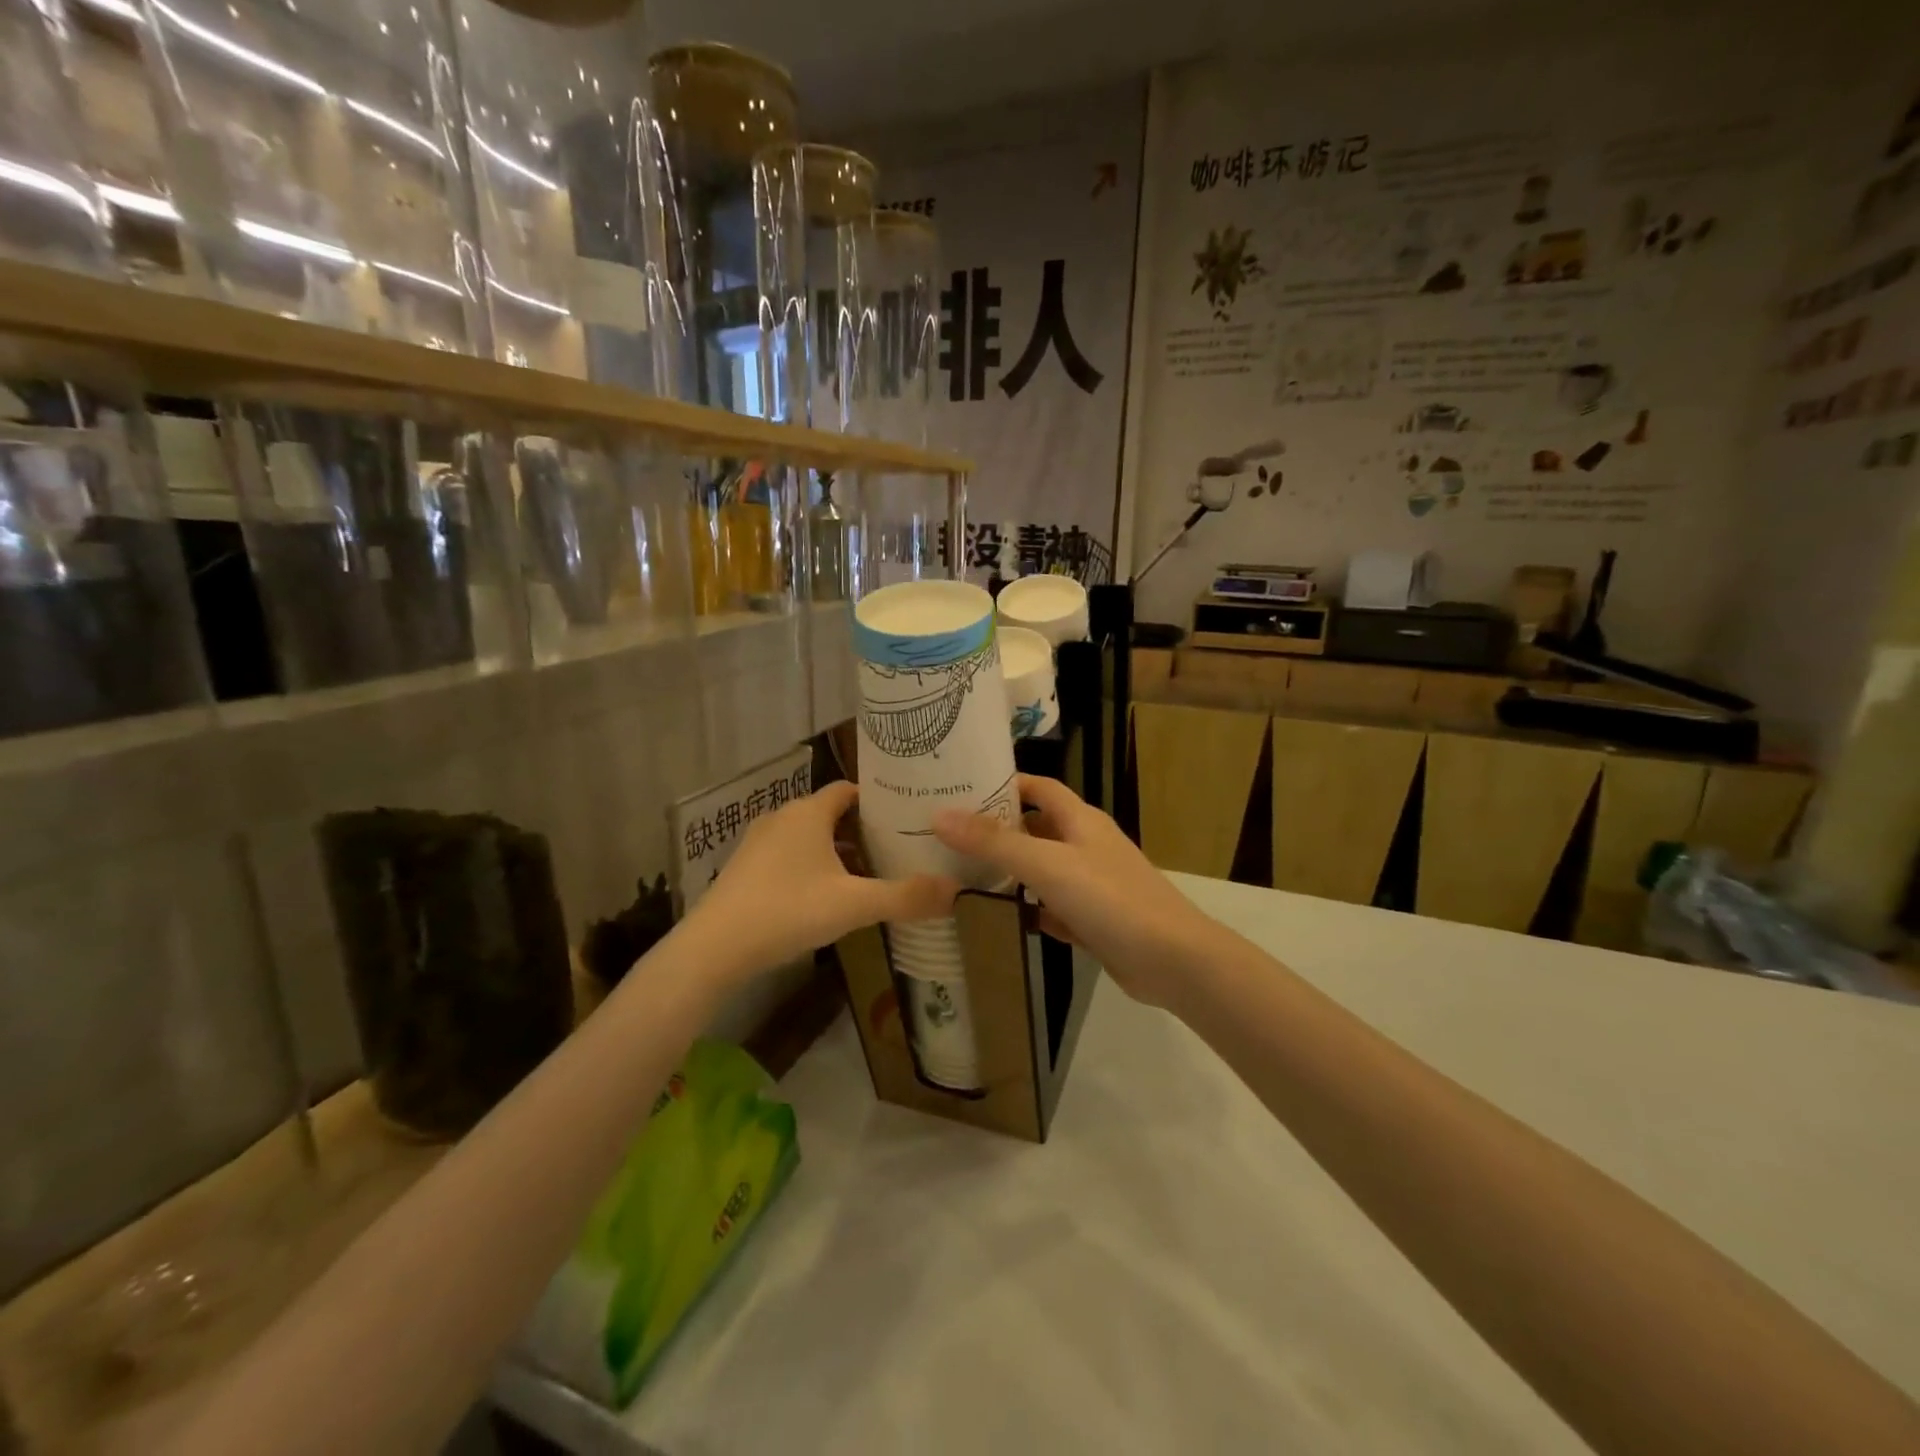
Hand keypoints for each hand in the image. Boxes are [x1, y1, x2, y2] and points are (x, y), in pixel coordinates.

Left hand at [686, 781, 958, 979]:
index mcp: (809, 813)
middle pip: (829, 813)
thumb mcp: (854, 905)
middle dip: (861, 829)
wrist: (714, 948)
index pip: (848, 789)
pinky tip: (824, 897)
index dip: (876, 799)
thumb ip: (906, 897)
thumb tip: (958, 891)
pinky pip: (788, 856)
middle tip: (895, 847)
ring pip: (807, 837)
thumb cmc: (788, 910)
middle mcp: (782, 817)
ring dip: (835, 851)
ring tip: (866, 873)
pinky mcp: (744, 869)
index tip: (905, 815)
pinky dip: (810, 867)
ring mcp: (758, 843)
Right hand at [933, 776, 1224, 1008]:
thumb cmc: (1110, 899)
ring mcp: (1091, 885)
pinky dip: (1028, 911)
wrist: (1173, 961)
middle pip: (1036, 828)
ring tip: (959, 875)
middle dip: (998, 830)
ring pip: (1042, 871)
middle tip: (948, 836)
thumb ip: (994, 842)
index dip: (1005, 784)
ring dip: (1010, 873)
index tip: (961, 789)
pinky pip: (1052, 908)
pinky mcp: (1093, 921)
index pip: (1039, 788)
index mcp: (1080, 820)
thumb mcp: (1047, 864)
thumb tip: (939, 814)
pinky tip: (997, 920)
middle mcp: (1086, 846)